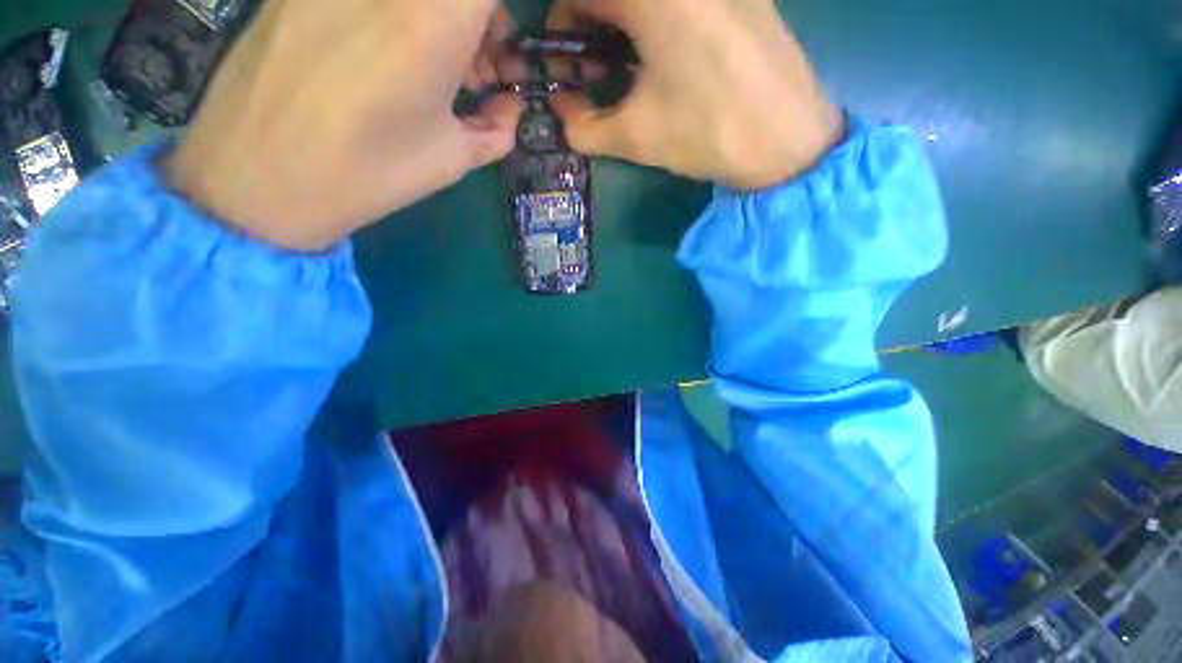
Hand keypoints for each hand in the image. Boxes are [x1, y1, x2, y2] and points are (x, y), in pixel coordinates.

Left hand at [166, 0, 523, 250]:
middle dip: (476, 19)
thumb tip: (511, 104)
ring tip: (437, 70)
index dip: (496, 19)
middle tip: (479, 69)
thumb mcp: (453, 158)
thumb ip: (497, 127)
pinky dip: (393, 17)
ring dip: (435, 19)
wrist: (258, 178)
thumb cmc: (371, 172)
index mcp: (434, 16)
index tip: (501, 52)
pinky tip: (387, 56)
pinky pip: (368, 0)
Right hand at [548, 0, 842, 189]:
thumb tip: (561, 112)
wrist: (789, 141)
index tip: (568, 65)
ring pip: (648, 1)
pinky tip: (668, 61)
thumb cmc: (708, 134)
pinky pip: (683, 1)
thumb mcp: (636, 137)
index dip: (562, 27)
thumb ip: (583, 127)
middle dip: (593, 27)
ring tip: (632, 73)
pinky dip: (659, 23)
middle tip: (599, 74)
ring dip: (625, 26)